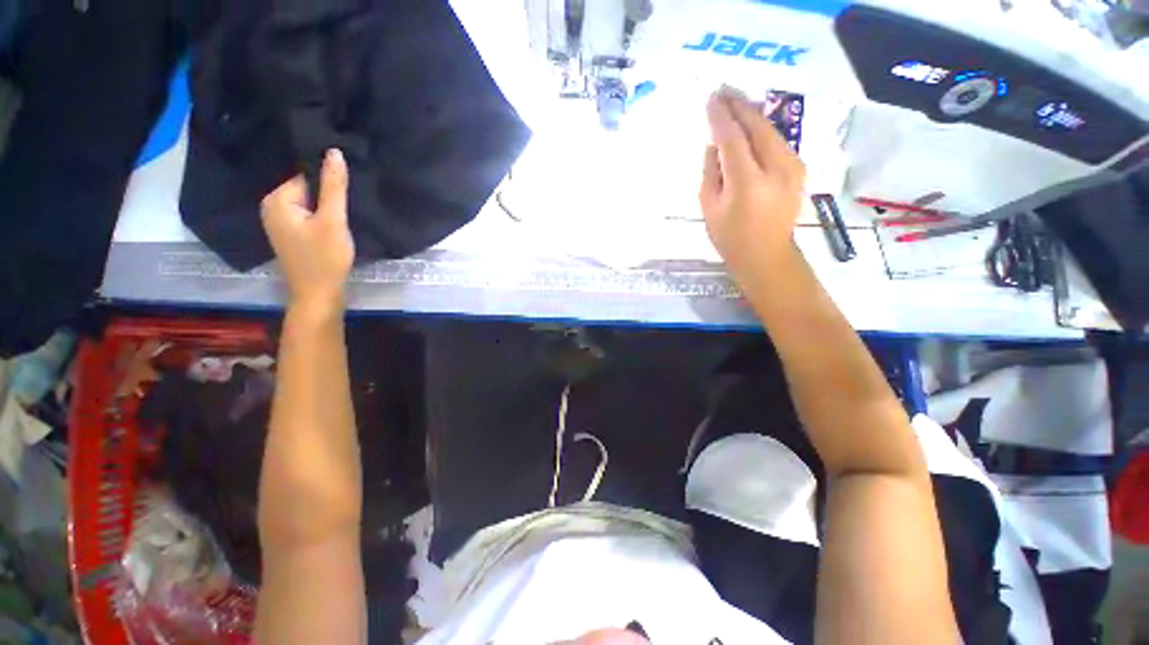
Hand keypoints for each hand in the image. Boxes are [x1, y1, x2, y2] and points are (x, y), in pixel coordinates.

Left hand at [261, 149, 354, 313]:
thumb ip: (334, 187)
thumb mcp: (333, 221)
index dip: (330, 185)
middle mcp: (271, 206)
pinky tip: (334, 228)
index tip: (348, 194)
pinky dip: (322, 218)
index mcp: (277, 199)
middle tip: (348, 209)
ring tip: (343, 218)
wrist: (318, 294)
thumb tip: (334, 151)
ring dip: (327, 208)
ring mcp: (278, 221)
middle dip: (328, 197)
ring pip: (309, 203)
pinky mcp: (289, 233)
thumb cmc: (325, 258)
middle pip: (307, 189)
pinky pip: (307, 215)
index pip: (307, 177)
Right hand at [699, 88, 805, 278]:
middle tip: (723, 89)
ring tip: (735, 100)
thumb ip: (711, 173)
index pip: (732, 139)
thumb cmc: (730, 237)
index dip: (720, 117)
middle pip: (757, 126)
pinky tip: (751, 123)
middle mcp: (775, 169)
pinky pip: (778, 141)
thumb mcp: (709, 209)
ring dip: (752, 113)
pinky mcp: (799, 168)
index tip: (710, 99)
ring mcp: (793, 167)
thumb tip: (714, 145)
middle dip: (739, 105)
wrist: (767, 255)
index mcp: (747, 183)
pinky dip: (763, 128)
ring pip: (771, 129)